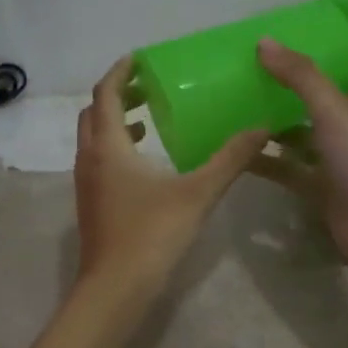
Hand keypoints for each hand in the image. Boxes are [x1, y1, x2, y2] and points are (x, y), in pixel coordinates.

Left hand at [74, 56, 269, 299]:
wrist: (114, 289)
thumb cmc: (152, 234)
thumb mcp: (198, 193)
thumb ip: (230, 159)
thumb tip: (261, 129)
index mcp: (109, 146)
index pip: (107, 94)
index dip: (121, 72)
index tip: (139, 58)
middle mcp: (90, 159)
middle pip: (94, 113)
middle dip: (118, 95)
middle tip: (148, 87)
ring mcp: (86, 184)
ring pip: (93, 139)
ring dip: (115, 122)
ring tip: (149, 120)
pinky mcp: (91, 205)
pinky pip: (98, 161)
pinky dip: (116, 148)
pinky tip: (145, 164)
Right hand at [250, 37, 347, 280]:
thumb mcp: (336, 112)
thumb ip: (302, 77)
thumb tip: (265, 42)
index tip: (331, 41)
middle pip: (337, 98)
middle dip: (305, 85)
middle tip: (268, 70)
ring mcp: (344, 161)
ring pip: (309, 135)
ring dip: (282, 124)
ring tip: (244, 106)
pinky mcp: (326, 190)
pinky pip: (292, 169)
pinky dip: (270, 161)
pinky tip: (240, 151)